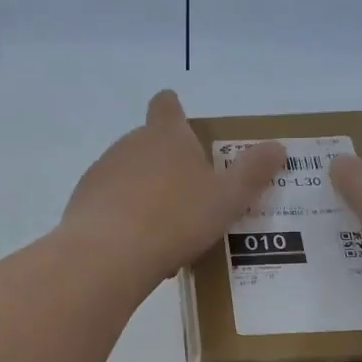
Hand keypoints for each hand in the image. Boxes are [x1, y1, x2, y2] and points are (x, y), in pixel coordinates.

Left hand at [63, 91, 284, 283]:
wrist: (108, 255)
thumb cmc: (176, 218)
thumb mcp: (227, 198)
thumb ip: (253, 172)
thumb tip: (278, 146)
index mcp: (165, 136)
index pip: (167, 105)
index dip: (175, 110)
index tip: (183, 124)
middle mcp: (129, 145)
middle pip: (150, 144)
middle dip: (168, 165)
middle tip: (193, 197)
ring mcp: (101, 173)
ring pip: (130, 177)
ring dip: (147, 196)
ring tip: (170, 233)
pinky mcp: (83, 204)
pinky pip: (112, 206)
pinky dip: (127, 220)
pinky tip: (142, 251)